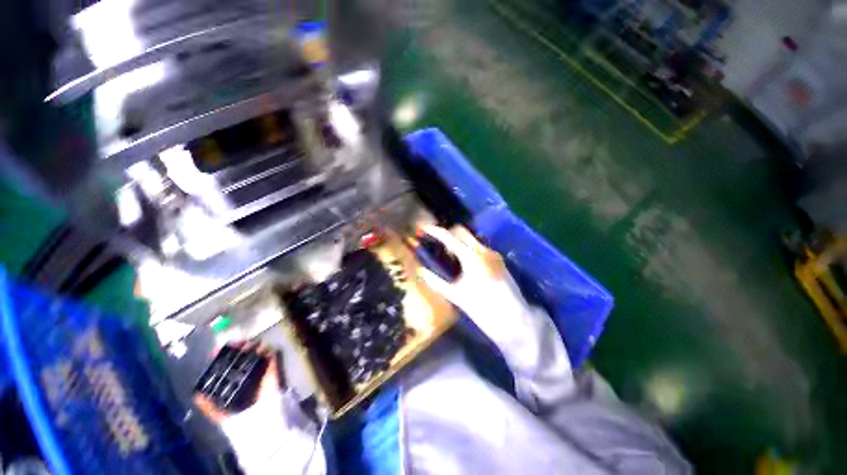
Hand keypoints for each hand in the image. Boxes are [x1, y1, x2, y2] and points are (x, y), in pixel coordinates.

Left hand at [193, 344, 281, 423]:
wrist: (259, 420)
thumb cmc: (237, 416)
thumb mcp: (217, 413)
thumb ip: (206, 404)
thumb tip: (195, 394)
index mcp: (231, 381)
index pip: (226, 364)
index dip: (222, 355)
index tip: (219, 347)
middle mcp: (244, 374)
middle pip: (241, 355)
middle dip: (239, 347)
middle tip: (237, 343)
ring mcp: (259, 370)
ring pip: (256, 353)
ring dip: (252, 347)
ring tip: (248, 345)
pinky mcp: (272, 369)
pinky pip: (271, 356)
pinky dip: (268, 351)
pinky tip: (262, 349)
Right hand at [416, 225, 525, 331]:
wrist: (514, 321)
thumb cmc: (482, 308)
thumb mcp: (455, 295)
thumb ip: (436, 282)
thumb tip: (421, 272)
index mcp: (471, 256)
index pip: (449, 237)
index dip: (434, 231)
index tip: (423, 228)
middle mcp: (483, 250)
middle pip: (461, 231)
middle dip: (447, 233)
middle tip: (436, 243)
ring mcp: (493, 254)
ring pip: (471, 238)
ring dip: (458, 240)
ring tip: (448, 254)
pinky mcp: (499, 260)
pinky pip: (479, 247)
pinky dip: (468, 248)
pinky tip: (463, 262)